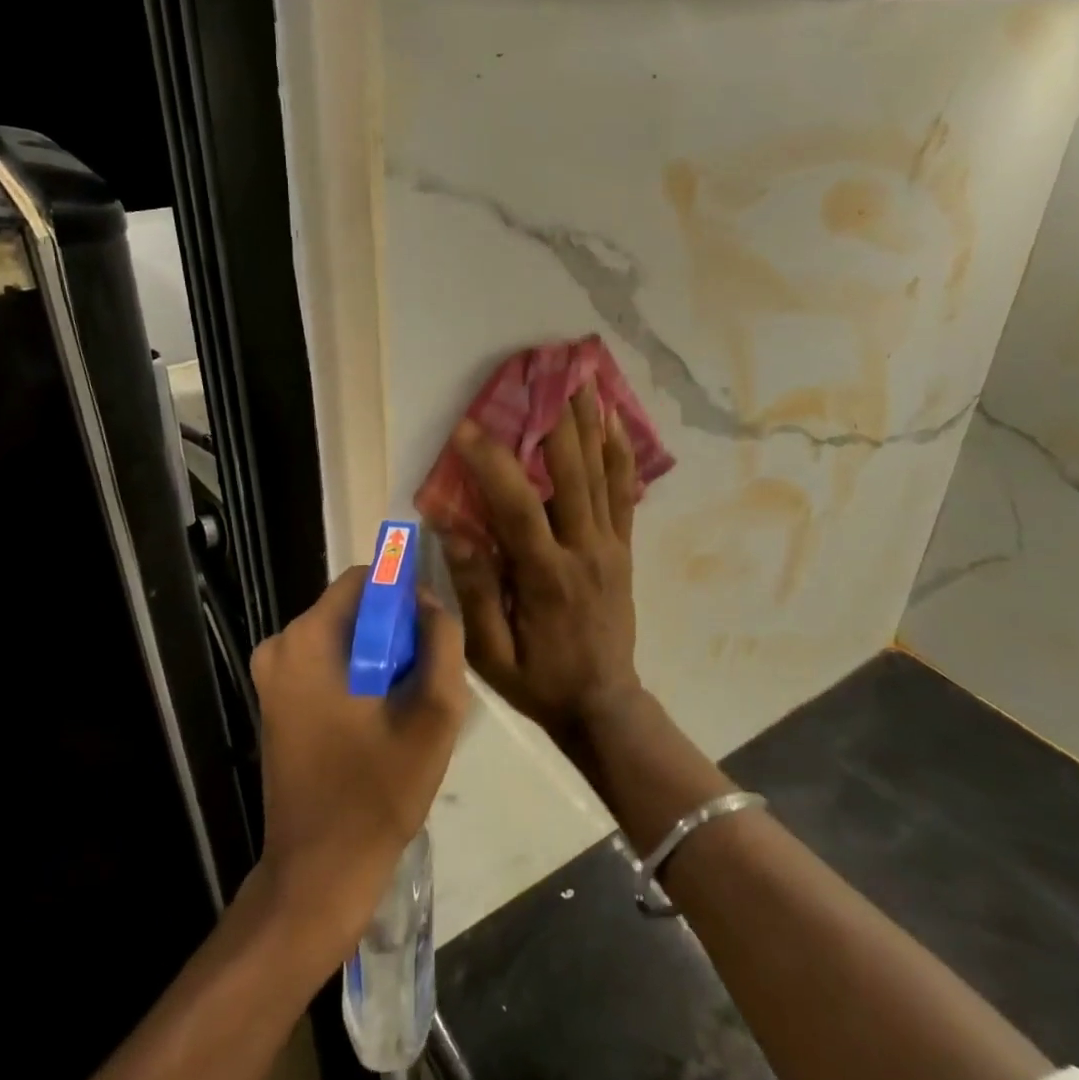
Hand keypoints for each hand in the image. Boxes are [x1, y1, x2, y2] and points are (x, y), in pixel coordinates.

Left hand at [249, 566, 467, 961]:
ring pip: (342, 638)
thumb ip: (441, 642)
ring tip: (406, 703)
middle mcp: (279, 647)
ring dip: (379, 655)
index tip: (432, 630)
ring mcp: (272, 677)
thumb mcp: (433, 713)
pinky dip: (357, 675)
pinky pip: (326, 664)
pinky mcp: (275, 703)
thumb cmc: (377, 791)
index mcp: (308, 640)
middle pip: (352, 608)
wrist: (319, 873)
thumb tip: (430, 602)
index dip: (404, 593)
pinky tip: (380, 718)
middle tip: (425, 675)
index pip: (364, 579)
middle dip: (394, 629)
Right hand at [434, 387, 643, 742]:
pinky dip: (620, 454)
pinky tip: (614, 421)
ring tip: (582, 378)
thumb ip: (474, 588)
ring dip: (591, 423)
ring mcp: (611, 547)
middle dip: (555, 420)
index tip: (466, 428)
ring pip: (603, 474)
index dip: (491, 464)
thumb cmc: (538, 680)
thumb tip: (452, 529)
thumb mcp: (490, 652)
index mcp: (546, 577)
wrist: (604, 705)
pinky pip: (626, 494)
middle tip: (543, 374)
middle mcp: (585, 550)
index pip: (517, 508)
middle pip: (572, 473)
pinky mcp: (624, 550)